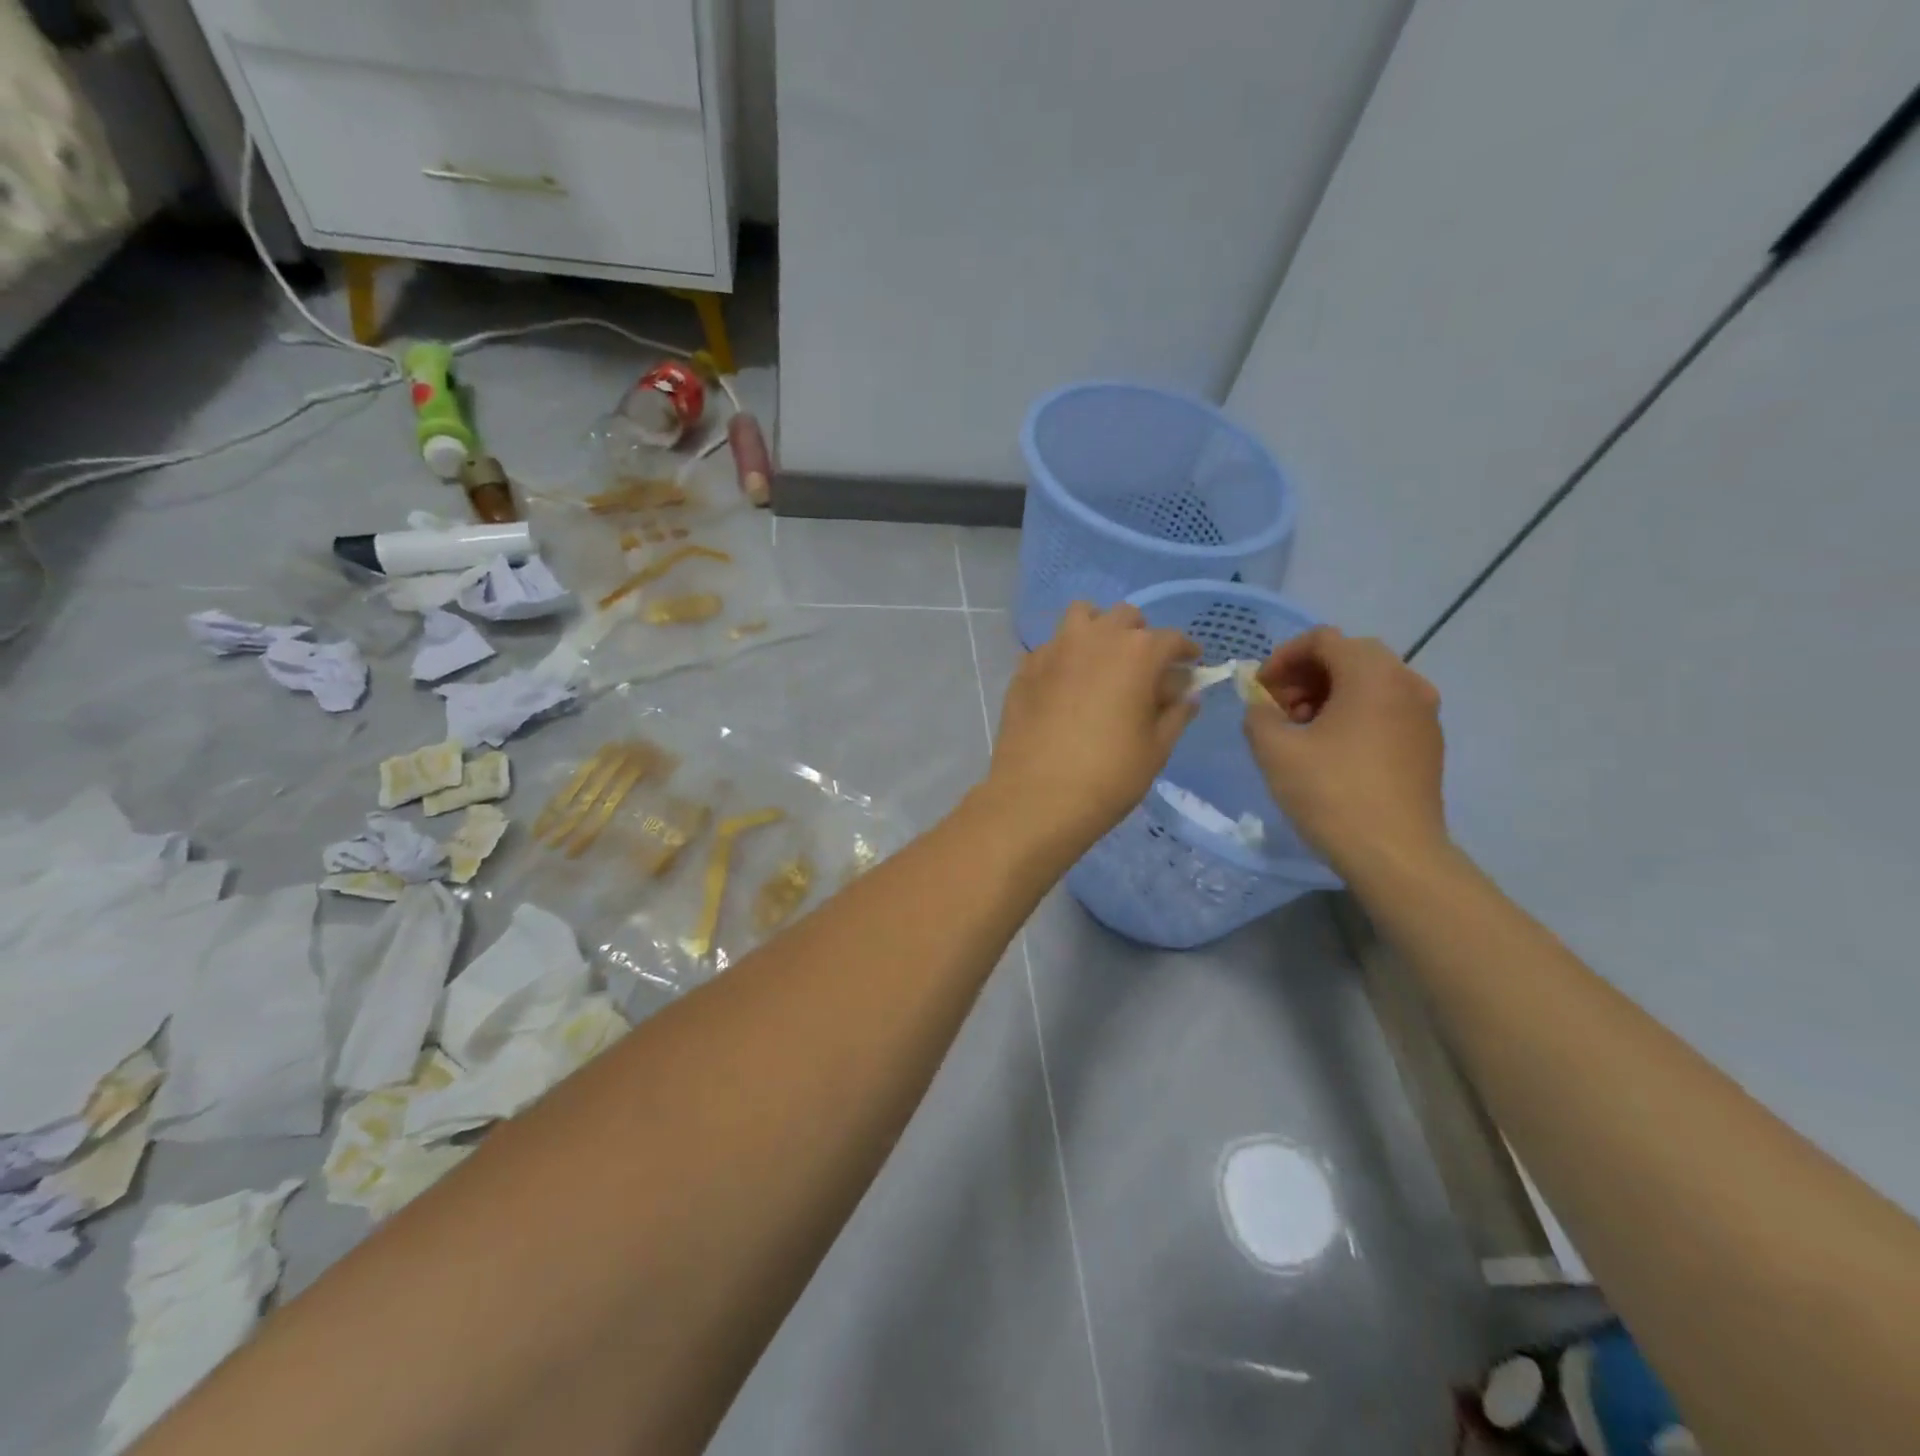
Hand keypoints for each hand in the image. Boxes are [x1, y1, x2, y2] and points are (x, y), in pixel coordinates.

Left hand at [983, 602, 1198, 862]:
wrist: (1038, 797)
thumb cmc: (1109, 775)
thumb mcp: (1156, 748)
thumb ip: (1176, 714)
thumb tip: (1187, 694)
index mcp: (1137, 653)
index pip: (1171, 639)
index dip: (1185, 651)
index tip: (1190, 664)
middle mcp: (1095, 638)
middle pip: (1125, 618)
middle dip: (1140, 636)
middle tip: (1143, 667)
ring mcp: (1054, 649)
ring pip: (1081, 616)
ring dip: (1097, 630)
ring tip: (1101, 661)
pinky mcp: (1025, 668)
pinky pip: (1050, 647)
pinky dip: (1064, 656)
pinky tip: (1065, 685)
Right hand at [1242, 626, 1449, 877]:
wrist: (1395, 854)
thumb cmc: (1332, 793)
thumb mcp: (1275, 750)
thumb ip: (1259, 714)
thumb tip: (1262, 706)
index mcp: (1372, 674)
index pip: (1323, 639)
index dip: (1283, 657)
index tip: (1260, 689)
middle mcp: (1407, 683)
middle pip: (1348, 656)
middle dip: (1305, 675)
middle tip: (1277, 708)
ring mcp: (1423, 714)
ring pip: (1368, 683)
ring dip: (1328, 694)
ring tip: (1300, 731)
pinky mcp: (1427, 743)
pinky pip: (1385, 709)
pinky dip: (1353, 714)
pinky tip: (1331, 750)